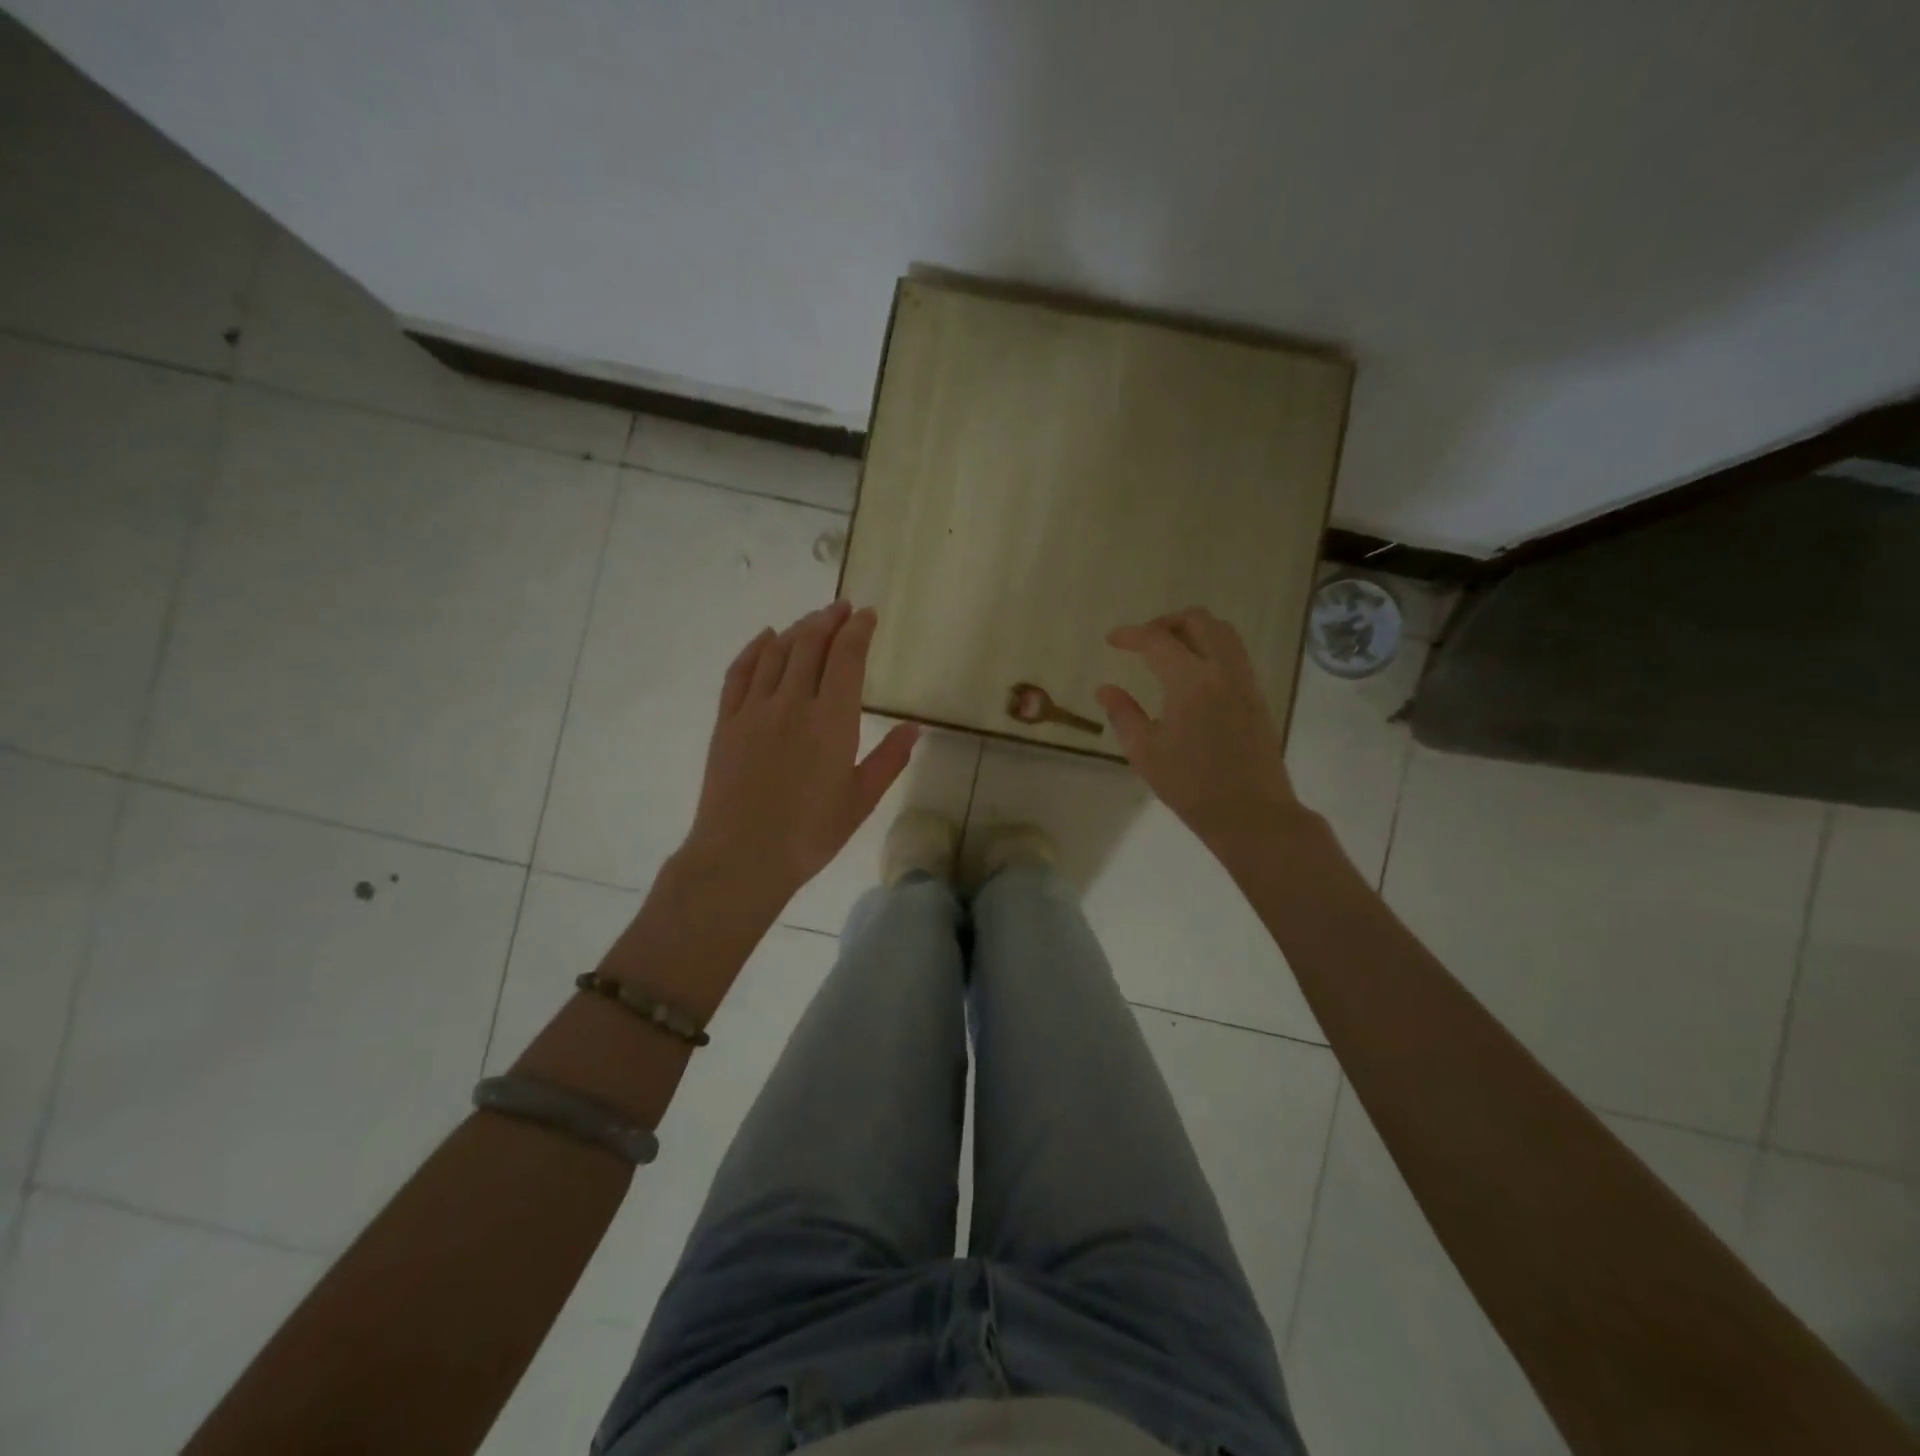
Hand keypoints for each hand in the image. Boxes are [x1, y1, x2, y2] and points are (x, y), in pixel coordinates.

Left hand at [681, 601, 917, 905]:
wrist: (741, 857)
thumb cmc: (810, 834)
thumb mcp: (861, 800)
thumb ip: (889, 759)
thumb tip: (915, 727)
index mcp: (832, 720)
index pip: (846, 657)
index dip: (858, 630)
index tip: (868, 614)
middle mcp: (792, 703)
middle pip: (810, 644)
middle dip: (829, 619)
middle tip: (843, 607)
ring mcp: (755, 710)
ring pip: (776, 652)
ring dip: (797, 629)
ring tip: (813, 620)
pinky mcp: (727, 722)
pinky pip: (740, 672)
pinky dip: (755, 649)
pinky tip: (765, 637)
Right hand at [1097, 607, 1310, 856]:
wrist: (1252, 813)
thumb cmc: (1192, 787)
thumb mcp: (1145, 753)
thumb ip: (1123, 714)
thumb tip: (1105, 689)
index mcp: (1191, 682)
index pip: (1157, 640)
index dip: (1131, 635)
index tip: (1112, 640)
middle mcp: (1222, 670)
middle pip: (1198, 620)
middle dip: (1166, 622)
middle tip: (1143, 641)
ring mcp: (1245, 681)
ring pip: (1223, 631)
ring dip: (1193, 630)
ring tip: (1169, 651)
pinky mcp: (1257, 695)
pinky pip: (1235, 653)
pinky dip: (1211, 647)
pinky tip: (1193, 674)